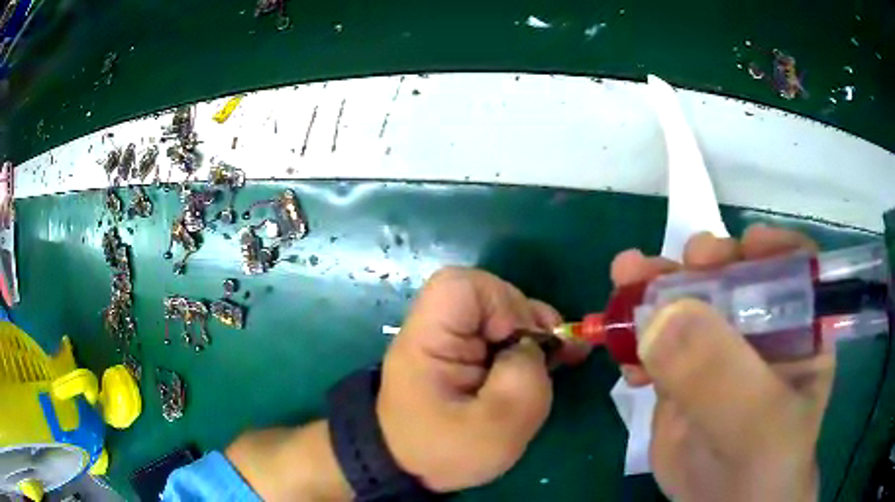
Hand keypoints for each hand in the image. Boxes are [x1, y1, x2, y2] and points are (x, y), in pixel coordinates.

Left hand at [378, 267, 589, 491]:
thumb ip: (522, 379)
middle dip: (526, 318)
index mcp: (427, 341)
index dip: (500, 302)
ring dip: (533, 331)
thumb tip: (532, 346)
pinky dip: (527, 343)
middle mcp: (436, 330)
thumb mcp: (495, 428)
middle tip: (552, 351)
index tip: (518, 341)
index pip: (459, 285)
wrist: (411, 468)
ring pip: (499, 312)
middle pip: (486, 294)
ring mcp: (450, 341)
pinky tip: (549, 360)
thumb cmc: (445, 453)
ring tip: (557, 357)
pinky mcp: (463, 355)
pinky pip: (500, 333)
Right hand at [615, 225, 834, 500]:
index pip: (794, 268)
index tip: (741, 247)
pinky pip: (660, 342)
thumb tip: (661, 317)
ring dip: (658, 290)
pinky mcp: (686, 375)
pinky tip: (621, 346)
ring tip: (626, 278)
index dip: (771, 249)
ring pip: (691, 304)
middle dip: (703, 264)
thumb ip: (721, 374)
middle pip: (735, 277)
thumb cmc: (764, 466)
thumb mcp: (756, 424)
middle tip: (672, 262)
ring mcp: (721, 351)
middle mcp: (763, 330)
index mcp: (801, 329)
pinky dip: (637, 336)